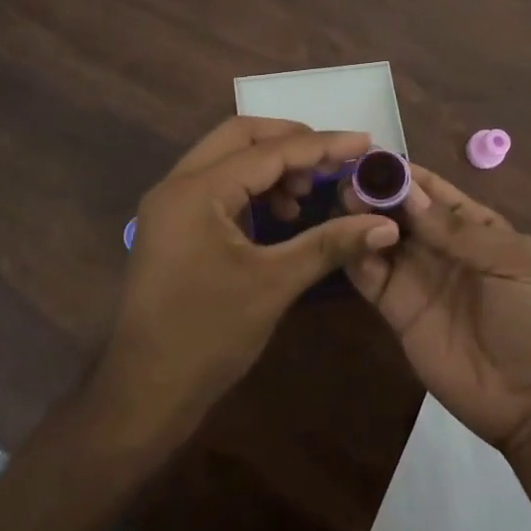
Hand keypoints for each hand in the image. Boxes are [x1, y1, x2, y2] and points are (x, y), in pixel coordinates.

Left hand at [89, 117, 399, 451]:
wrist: (144, 394)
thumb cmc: (208, 337)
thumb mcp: (274, 285)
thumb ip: (329, 244)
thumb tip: (386, 224)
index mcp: (196, 191)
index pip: (268, 152)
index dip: (321, 146)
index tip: (364, 142)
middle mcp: (177, 184)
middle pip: (241, 137)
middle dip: (291, 142)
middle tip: (334, 160)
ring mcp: (171, 204)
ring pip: (228, 158)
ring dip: (271, 166)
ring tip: (308, 194)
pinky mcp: (174, 224)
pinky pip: (218, 185)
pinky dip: (253, 188)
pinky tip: (282, 215)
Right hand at [344, 164, 530, 451]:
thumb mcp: (511, 264)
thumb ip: (458, 230)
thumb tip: (407, 191)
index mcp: (474, 226)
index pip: (431, 190)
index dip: (402, 172)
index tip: (369, 155)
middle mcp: (439, 246)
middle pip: (399, 210)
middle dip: (374, 191)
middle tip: (347, 179)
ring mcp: (416, 277)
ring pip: (379, 237)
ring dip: (360, 218)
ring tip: (340, 203)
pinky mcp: (396, 310)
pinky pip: (369, 276)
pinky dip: (353, 254)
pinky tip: (340, 238)